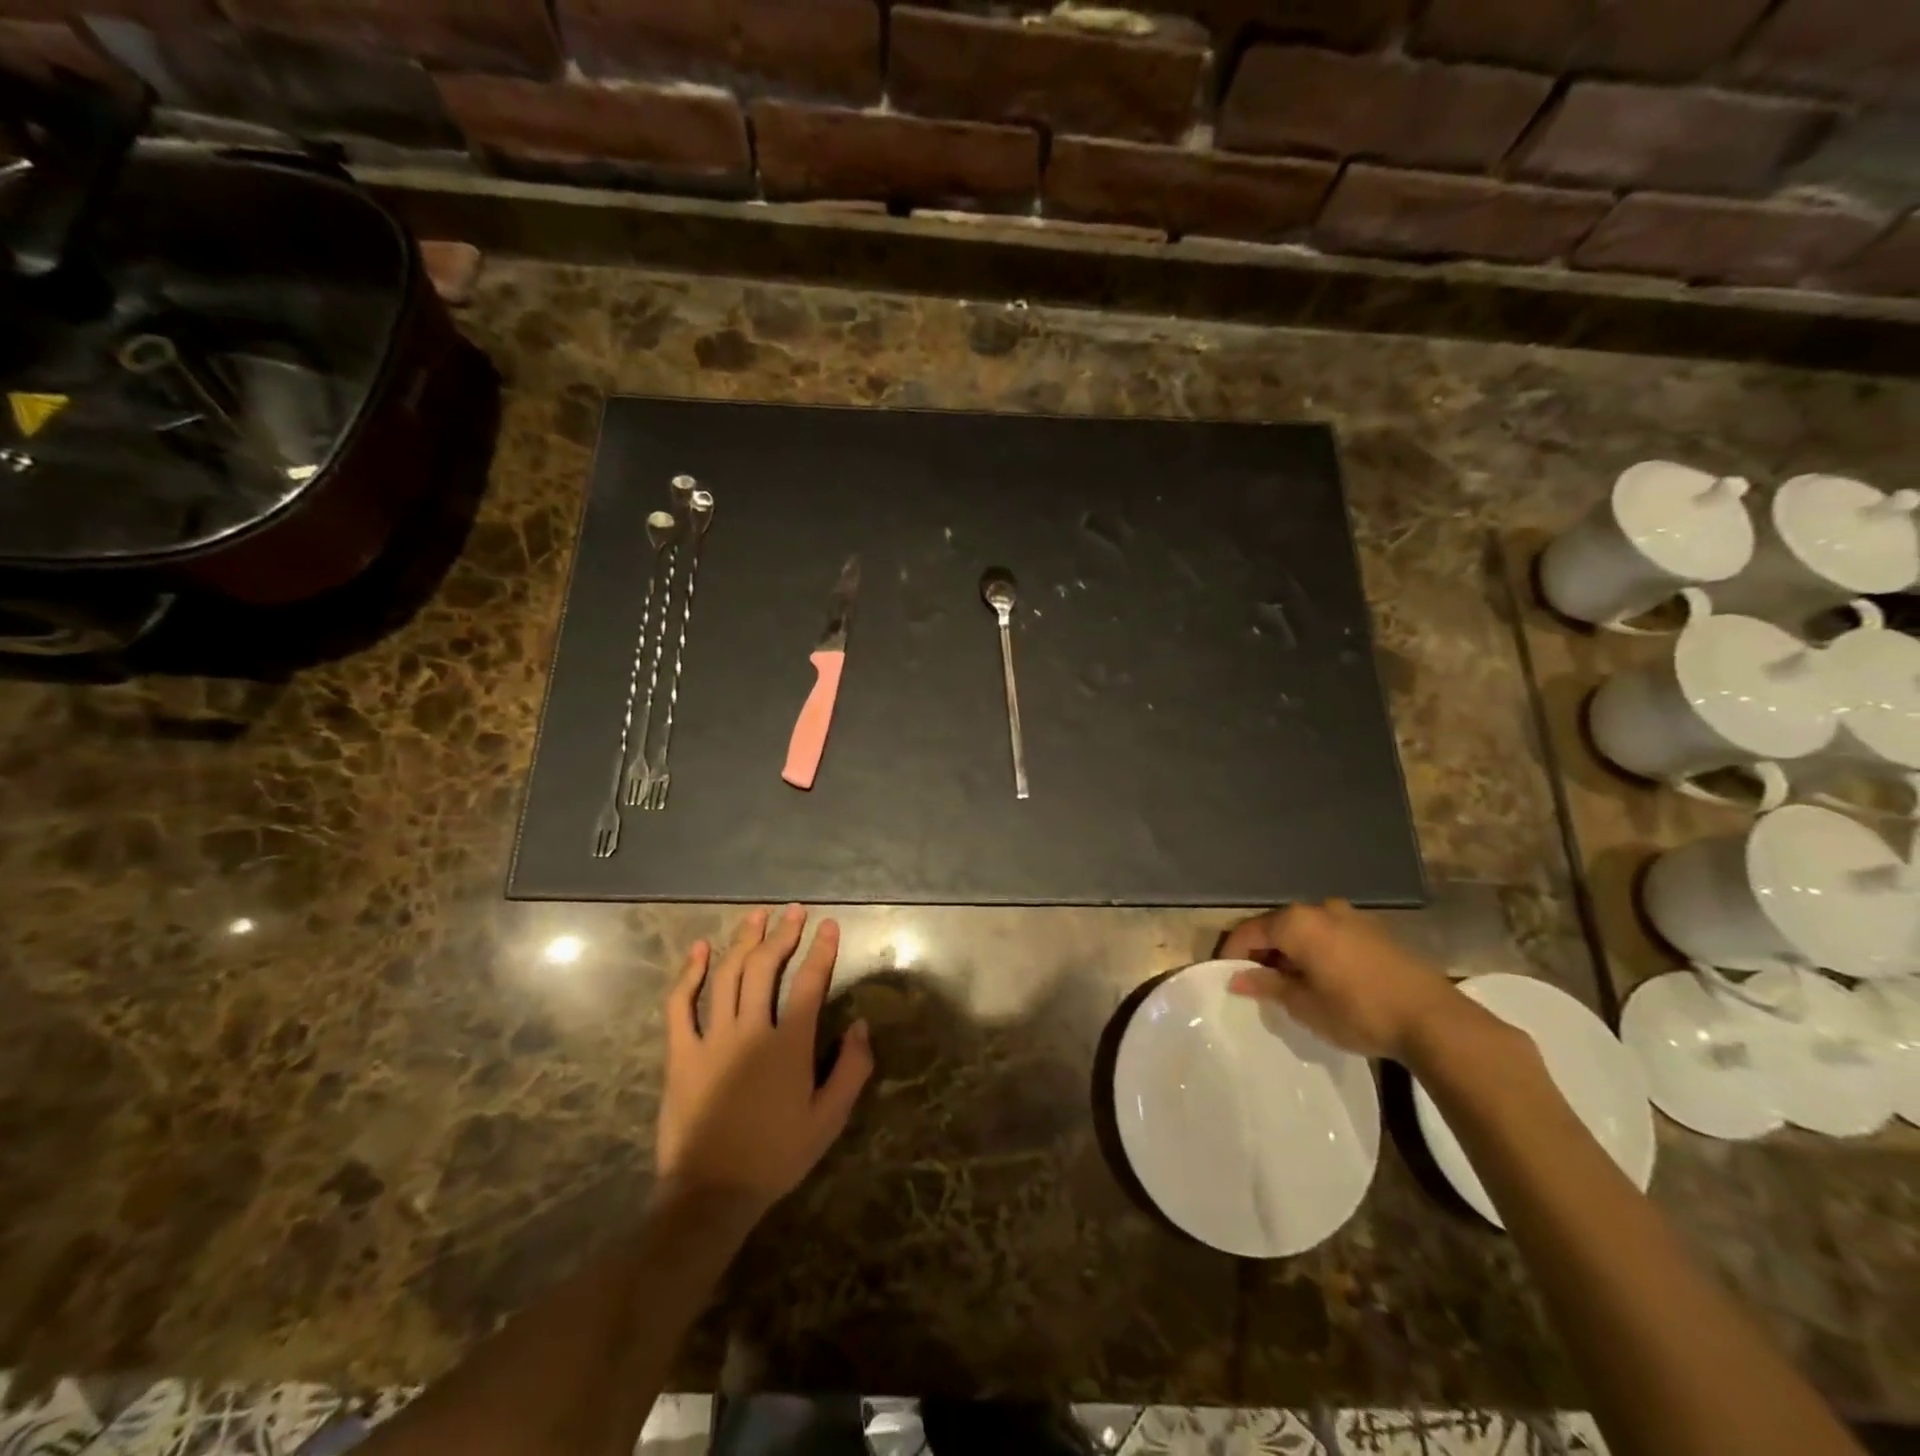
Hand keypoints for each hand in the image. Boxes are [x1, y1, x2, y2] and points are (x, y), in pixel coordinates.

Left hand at [656, 905, 872, 1219]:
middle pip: (766, 968)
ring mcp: (711, 1038)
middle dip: (783, 934)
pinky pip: (681, 1005)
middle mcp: (751, 1030)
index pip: (811, 983)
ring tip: (756, 916)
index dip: (822, 950)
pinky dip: (690, 974)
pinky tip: (699, 950)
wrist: (711, 1194)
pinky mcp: (680, 1053)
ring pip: (728, 975)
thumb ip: (851, 1069)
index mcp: (789, 1045)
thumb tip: (861, 1025)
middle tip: (793, 912)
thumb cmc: (776, 1156)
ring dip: (743, 940)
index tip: (829, 925)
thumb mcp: (828, 1120)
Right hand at [1221, 900, 1463, 1061]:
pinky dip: (1317, 951)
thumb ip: (1267, 985)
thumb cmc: (1357, 1011)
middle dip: (1263, 952)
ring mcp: (1351, 916)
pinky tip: (1323, 978)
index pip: (1249, 931)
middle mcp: (1320, 909)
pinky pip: (1331, 935)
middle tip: (1257, 982)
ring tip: (1291, 983)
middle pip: (1277, 926)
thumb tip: (1237, 978)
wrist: (1432, 1019)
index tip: (1226, 977)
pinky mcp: (1375, 930)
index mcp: (1296, 922)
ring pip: (1306, 930)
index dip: (1233, 954)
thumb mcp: (1303, 1005)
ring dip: (1292, 951)